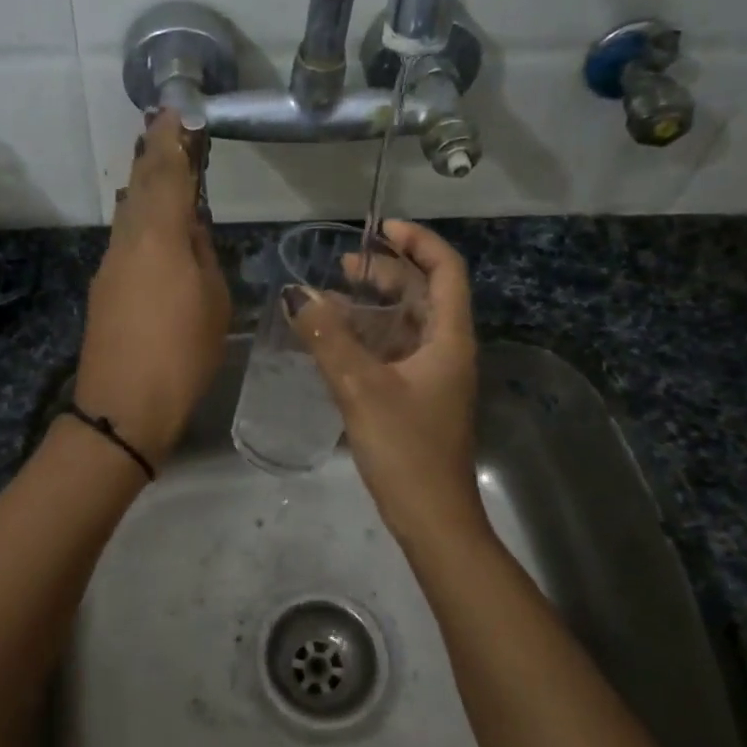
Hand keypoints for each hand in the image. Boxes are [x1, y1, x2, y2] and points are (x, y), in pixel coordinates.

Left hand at [74, 110, 229, 465]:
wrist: (124, 407)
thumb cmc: (182, 354)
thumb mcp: (214, 302)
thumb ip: (203, 255)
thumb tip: (190, 229)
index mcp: (160, 236)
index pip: (166, 173)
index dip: (172, 139)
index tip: (176, 110)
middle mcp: (128, 240)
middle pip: (140, 185)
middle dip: (153, 154)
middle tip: (166, 127)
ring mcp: (110, 263)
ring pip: (129, 211)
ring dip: (144, 184)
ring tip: (162, 166)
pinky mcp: (103, 287)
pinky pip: (125, 237)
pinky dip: (140, 218)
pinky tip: (153, 221)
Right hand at [290, 220, 488, 553]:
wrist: (431, 518)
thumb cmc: (406, 449)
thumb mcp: (361, 388)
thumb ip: (328, 340)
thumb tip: (297, 295)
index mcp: (449, 339)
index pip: (446, 270)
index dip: (418, 241)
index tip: (380, 229)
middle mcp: (446, 350)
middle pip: (423, 294)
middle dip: (386, 273)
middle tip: (343, 265)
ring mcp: (432, 375)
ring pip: (405, 324)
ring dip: (373, 305)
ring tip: (331, 297)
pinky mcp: (416, 397)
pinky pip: (393, 351)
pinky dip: (367, 337)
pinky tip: (334, 340)